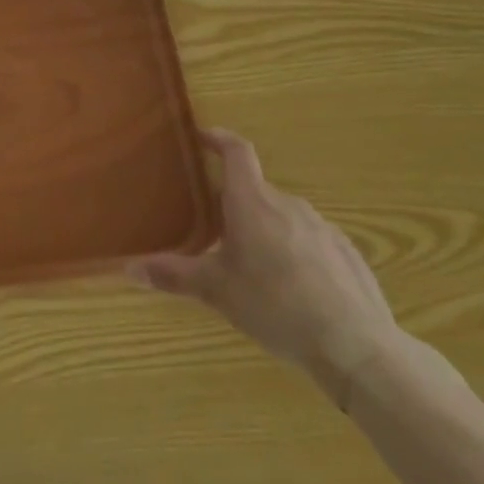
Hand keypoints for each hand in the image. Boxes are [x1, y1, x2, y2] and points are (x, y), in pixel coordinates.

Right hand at [130, 129, 399, 405]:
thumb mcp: (216, 291)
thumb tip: (128, 268)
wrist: (356, 346)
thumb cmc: (275, 306)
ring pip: (283, 216)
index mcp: (252, 203)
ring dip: (265, 228)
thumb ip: (173, 275)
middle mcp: (288, 205)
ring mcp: (323, 228)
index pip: (237, 153)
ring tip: (252, 263)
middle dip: (235, 203)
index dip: (219, 139)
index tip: (203, 136)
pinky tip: (292, 287)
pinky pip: (310, 239)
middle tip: (214, 229)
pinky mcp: (346, 253)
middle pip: (256, 190)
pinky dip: (294, 250)